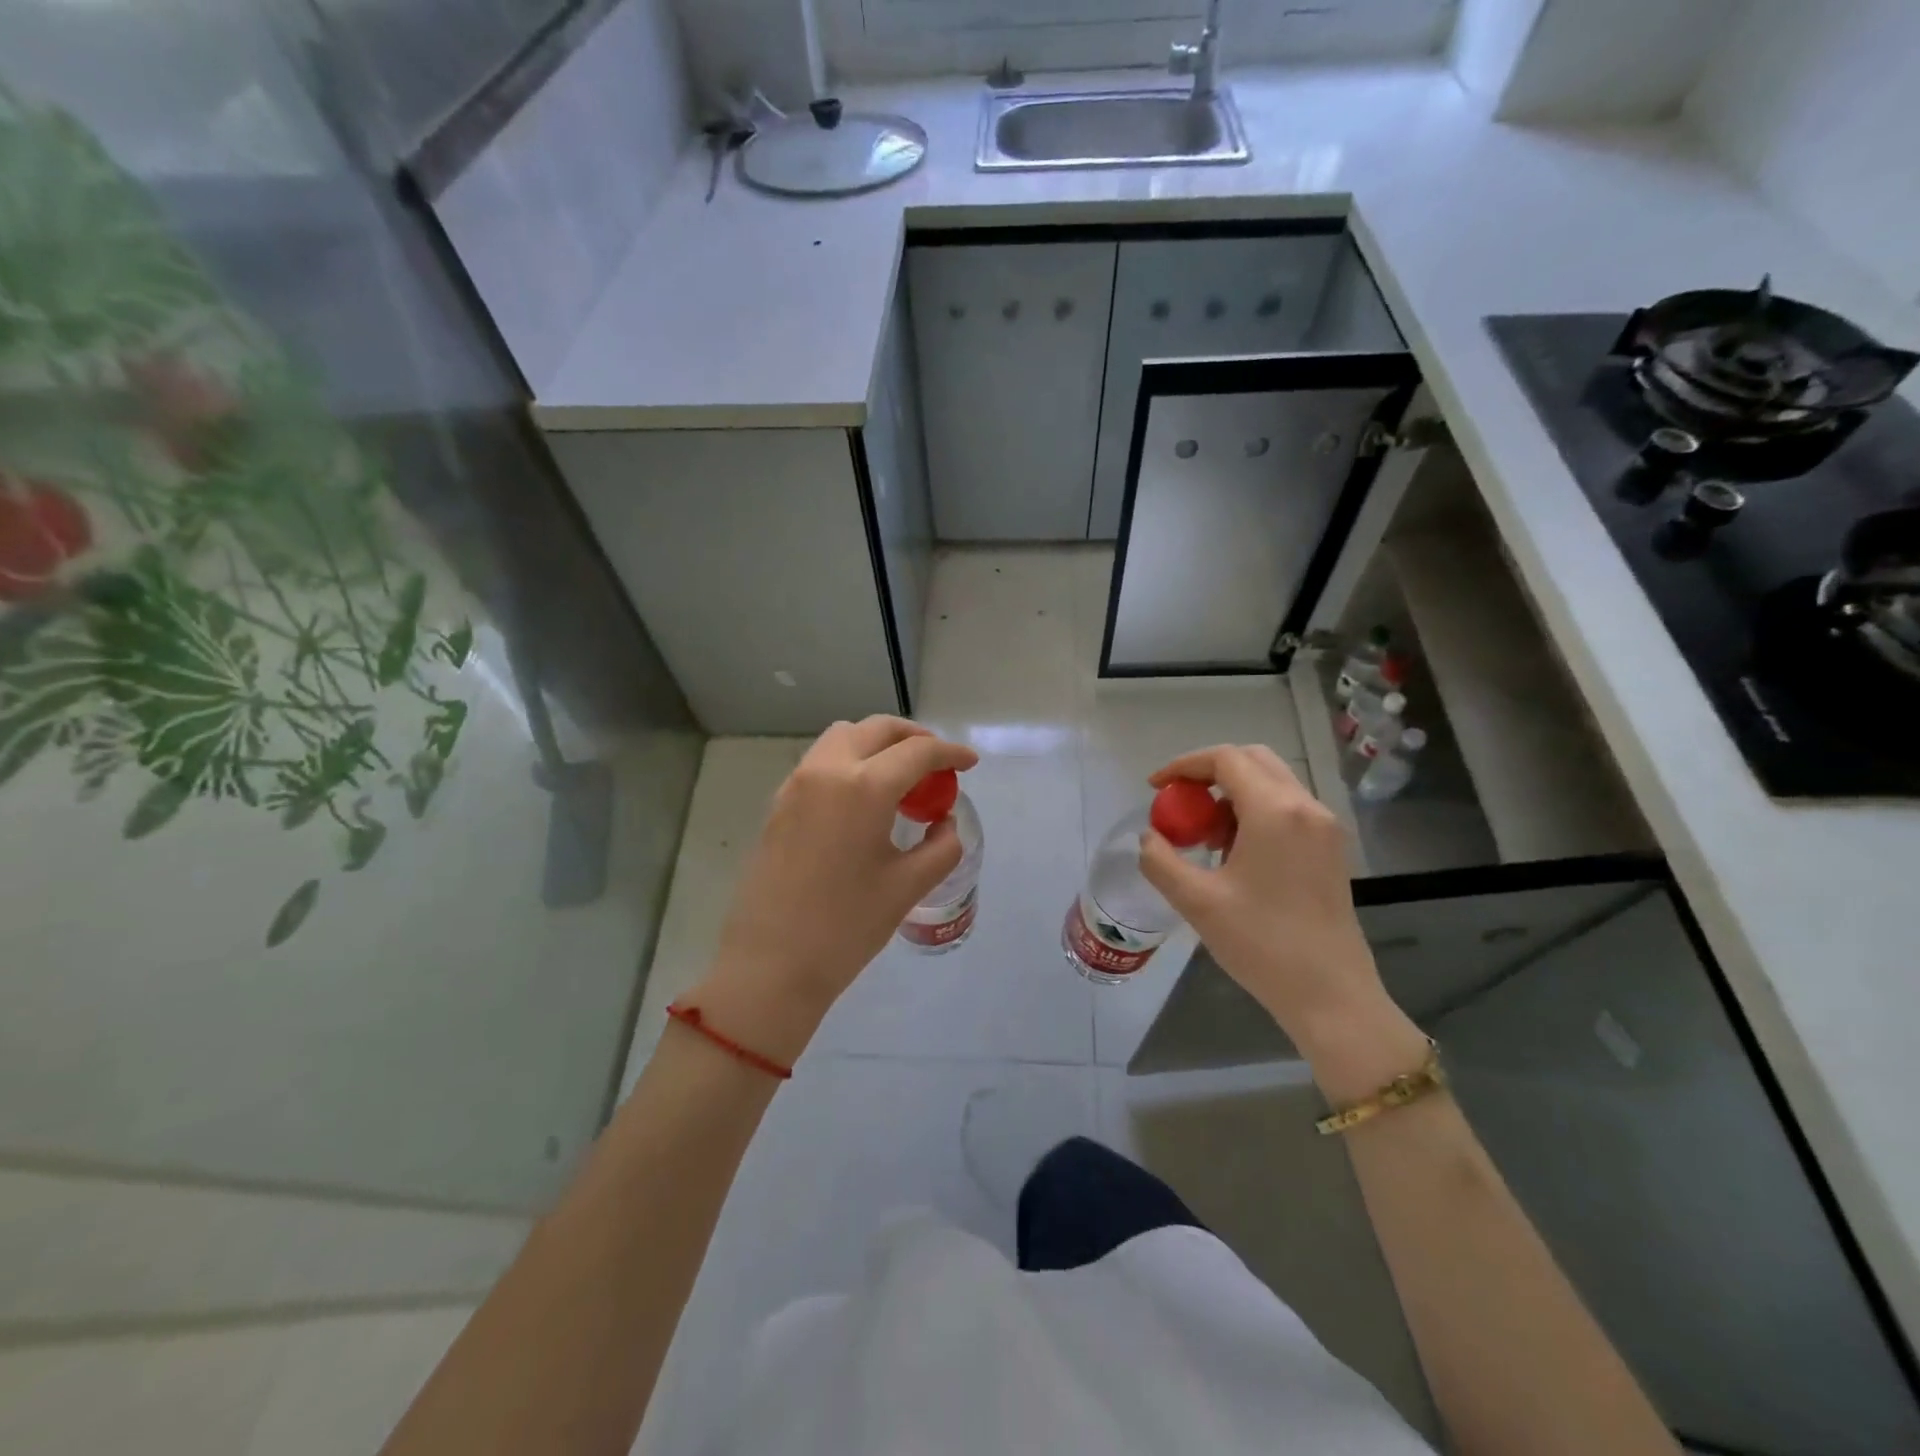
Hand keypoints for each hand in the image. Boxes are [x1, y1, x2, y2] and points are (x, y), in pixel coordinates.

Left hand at [691, 717, 977, 1063]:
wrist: (771, 965)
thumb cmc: (846, 928)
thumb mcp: (908, 887)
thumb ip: (940, 846)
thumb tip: (944, 823)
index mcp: (863, 787)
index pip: (917, 752)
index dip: (950, 753)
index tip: (970, 763)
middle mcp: (826, 771)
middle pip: (876, 729)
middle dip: (913, 737)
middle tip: (937, 763)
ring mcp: (796, 785)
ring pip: (843, 738)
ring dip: (877, 744)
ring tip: (901, 778)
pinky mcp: (779, 804)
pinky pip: (821, 762)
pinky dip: (850, 762)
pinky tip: (864, 799)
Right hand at [1137, 745, 1421, 1086]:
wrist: (1331, 995)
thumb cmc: (1262, 944)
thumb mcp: (1197, 902)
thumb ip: (1160, 860)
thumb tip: (1149, 837)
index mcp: (1275, 811)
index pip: (1225, 759)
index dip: (1184, 766)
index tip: (1156, 789)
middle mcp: (1305, 807)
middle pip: (1252, 760)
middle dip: (1209, 773)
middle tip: (1180, 803)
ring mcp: (1324, 827)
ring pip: (1271, 783)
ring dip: (1232, 794)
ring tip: (1204, 836)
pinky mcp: (1330, 848)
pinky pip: (1287, 808)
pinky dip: (1254, 812)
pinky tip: (1235, 853)